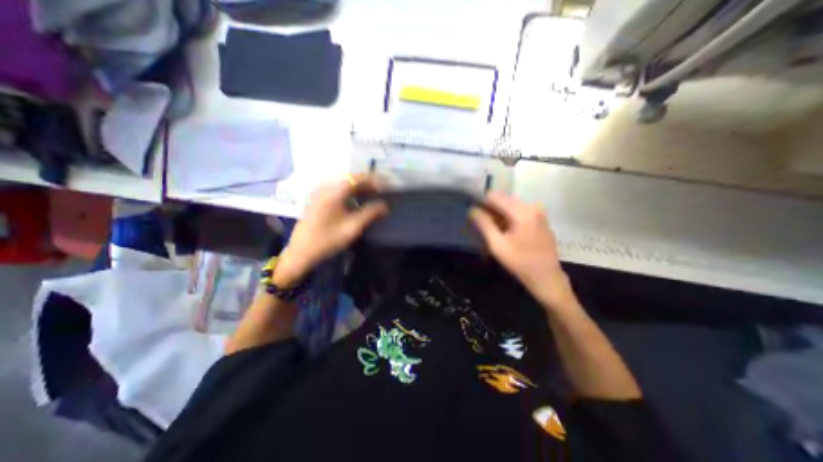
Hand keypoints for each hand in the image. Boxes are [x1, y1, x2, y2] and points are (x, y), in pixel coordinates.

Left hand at [274, 176, 387, 286]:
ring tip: (372, 196)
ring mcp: (319, 191)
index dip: (374, 180)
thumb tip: (386, 206)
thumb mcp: (353, 227)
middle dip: (367, 183)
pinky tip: (356, 200)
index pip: (358, 178)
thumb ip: (371, 213)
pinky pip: (337, 188)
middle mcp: (326, 186)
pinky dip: (349, 192)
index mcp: (334, 191)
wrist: (301, 251)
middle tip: (381, 192)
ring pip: (344, 183)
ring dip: (359, 188)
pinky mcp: (317, 198)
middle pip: (351, 178)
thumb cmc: (328, 239)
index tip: (386, 187)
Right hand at [466, 191, 573, 310]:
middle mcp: (532, 206)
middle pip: (503, 199)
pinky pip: (518, 211)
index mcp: (522, 212)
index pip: (495, 197)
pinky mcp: (539, 218)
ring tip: (488, 226)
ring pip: (510, 205)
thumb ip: (484, 224)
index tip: (470, 210)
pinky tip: (502, 229)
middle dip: (488, 208)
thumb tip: (471, 209)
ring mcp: (538, 212)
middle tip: (477, 221)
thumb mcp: (497, 245)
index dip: (480, 201)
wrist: (546, 277)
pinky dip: (507, 217)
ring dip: (497, 213)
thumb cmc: (520, 263)